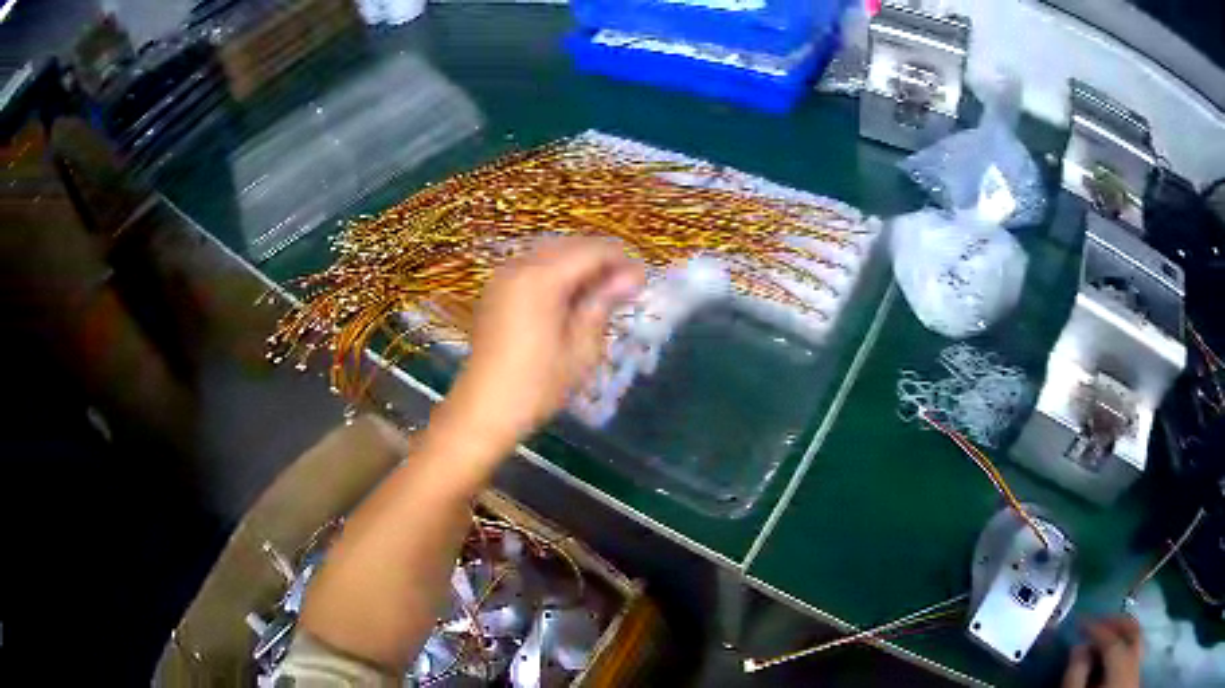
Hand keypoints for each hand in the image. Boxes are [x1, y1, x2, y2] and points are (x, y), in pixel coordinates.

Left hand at [433, 237, 644, 457]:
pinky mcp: (495, 291)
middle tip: (626, 287)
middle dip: (600, 260)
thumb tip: (633, 276)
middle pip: (569, 246)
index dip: (620, 261)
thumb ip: (603, 303)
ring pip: (550, 254)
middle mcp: (519, 266)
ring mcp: (503, 277)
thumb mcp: (580, 348)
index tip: (642, 281)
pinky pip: (532, 267)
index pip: (590, 252)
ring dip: (578, 265)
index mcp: (541, 278)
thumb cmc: (537, 385)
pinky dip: (556, 273)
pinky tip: (570, 298)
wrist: (484, 409)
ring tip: (601, 294)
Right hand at [1062, 616, 1143, 687]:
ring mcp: (1136, 671)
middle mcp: (1134, 664)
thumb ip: (1075, 677)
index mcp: (1121, 670)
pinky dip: (1124, 649)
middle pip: (1132, 632)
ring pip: (1135, 641)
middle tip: (1096, 621)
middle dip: (1115, 624)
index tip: (1080, 621)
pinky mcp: (1133, 678)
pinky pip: (1134, 654)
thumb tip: (1077, 647)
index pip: (1112, 641)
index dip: (1096, 628)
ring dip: (1120, 635)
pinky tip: (1110, 659)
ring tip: (1102, 638)